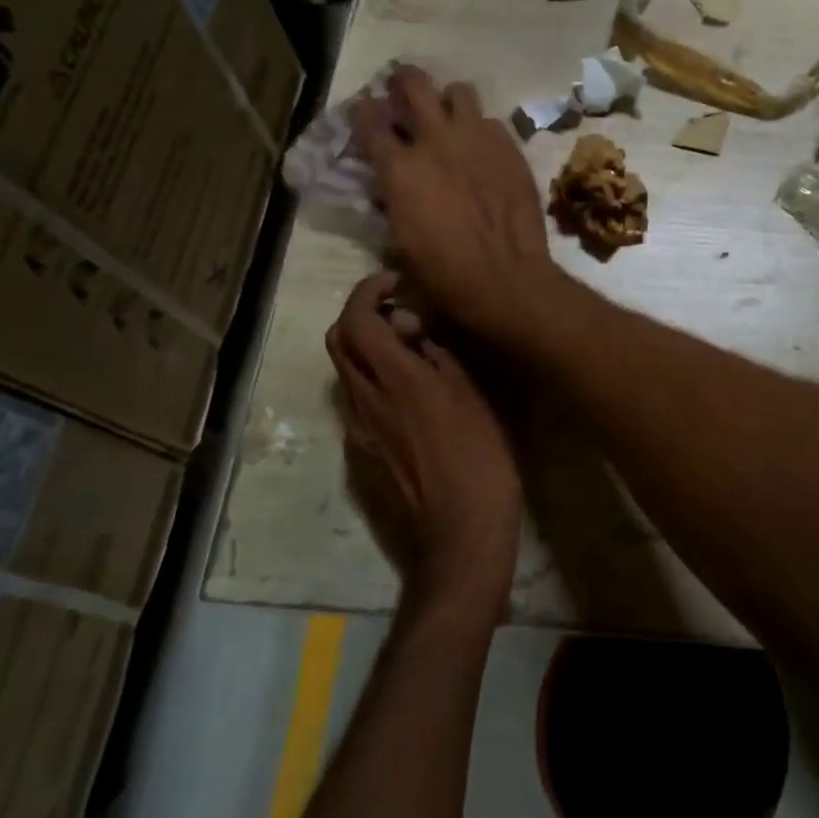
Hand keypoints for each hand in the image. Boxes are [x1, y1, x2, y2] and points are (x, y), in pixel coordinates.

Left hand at [326, 271, 523, 617]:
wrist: (458, 536)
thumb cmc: (480, 461)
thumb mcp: (474, 397)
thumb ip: (439, 356)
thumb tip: (415, 331)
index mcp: (396, 381)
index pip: (356, 319)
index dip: (368, 290)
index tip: (396, 282)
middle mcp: (365, 400)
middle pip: (338, 341)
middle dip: (361, 314)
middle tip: (401, 313)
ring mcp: (359, 430)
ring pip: (346, 372)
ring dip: (367, 348)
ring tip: (411, 351)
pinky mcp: (363, 453)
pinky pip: (357, 402)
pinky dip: (374, 380)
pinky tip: (411, 395)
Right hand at [353, 66, 556, 340]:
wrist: (505, 278)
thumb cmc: (444, 273)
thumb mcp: (400, 239)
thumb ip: (393, 199)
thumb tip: (390, 186)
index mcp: (399, 168)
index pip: (368, 119)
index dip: (363, 112)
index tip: (365, 112)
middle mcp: (436, 141)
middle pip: (413, 83)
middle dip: (403, 81)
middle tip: (403, 91)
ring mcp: (477, 139)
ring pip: (459, 92)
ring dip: (449, 101)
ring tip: (450, 117)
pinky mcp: (510, 148)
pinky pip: (492, 122)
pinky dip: (483, 130)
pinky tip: (484, 148)